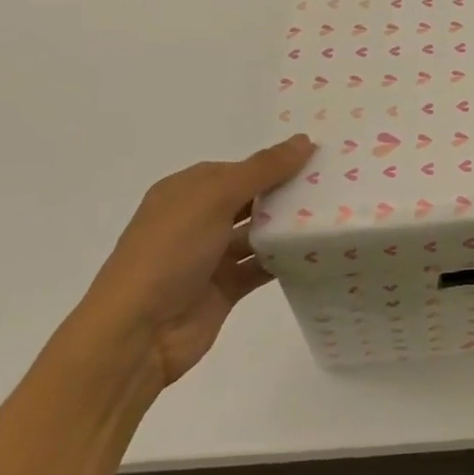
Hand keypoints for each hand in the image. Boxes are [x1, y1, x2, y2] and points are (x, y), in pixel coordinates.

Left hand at [81, 135, 313, 385]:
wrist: (137, 334)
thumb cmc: (170, 252)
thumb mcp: (214, 198)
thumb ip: (262, 169)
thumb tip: (304, 140)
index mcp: (187, 191)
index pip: (240, 169)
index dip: (276, 163)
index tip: (320, 160)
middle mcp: (198, 220)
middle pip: (251, 199)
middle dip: (287, 193)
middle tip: (336, 186)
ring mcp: (211, 256)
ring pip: (258, 233)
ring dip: (288, 227)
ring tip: (335, 217)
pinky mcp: (225, 288)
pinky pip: (261, 267)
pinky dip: (285, 260)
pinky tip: (318, 252)